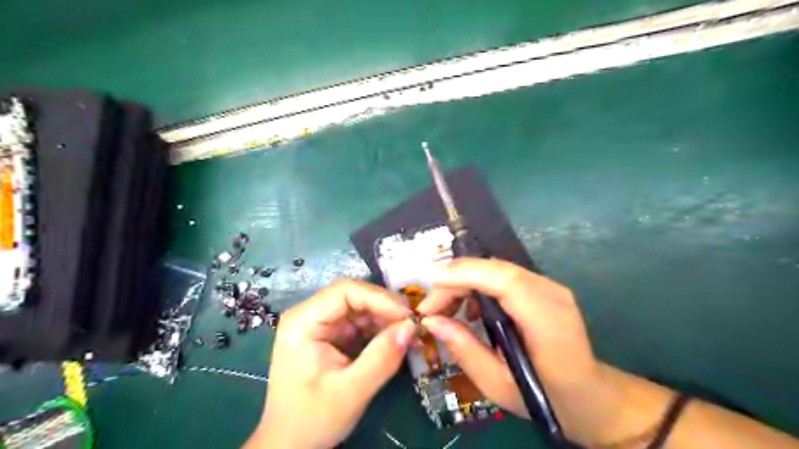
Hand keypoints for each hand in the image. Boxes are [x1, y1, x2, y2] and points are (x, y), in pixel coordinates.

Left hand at [249, 280, 415, 446]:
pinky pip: (361, 323)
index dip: (380, 298)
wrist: (290, 445)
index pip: (345, 291)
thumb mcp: (350, 392)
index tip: (408, 316)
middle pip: (355, 296)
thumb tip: (411, 327)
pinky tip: (399, 342)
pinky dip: (382, 331)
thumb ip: (382, 358)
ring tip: (412, 336)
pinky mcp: (332, 336)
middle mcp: (311, 315)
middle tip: (415, 326)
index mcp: (303, 322)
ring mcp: (322, 325)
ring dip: (388, 320)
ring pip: (362, 308)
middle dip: (386, 309)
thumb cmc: (311, 420)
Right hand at [420, 259, 616, 442]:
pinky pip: (503, 275)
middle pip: (496, 269)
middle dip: (456, 279)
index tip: (431, 284)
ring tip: (445, 308)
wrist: (590, 395)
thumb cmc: (545, 397)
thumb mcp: (497, 384)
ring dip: (464, 280)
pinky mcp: (543, 286)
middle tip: (430, 306)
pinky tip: (470, 308)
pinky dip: (478, 284)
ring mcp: (550, 286)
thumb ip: (464, 349)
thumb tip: (431, 320)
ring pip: (496, 269)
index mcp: (548, 323)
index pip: (505, 281)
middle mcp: (551, 294)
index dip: (465, 275)